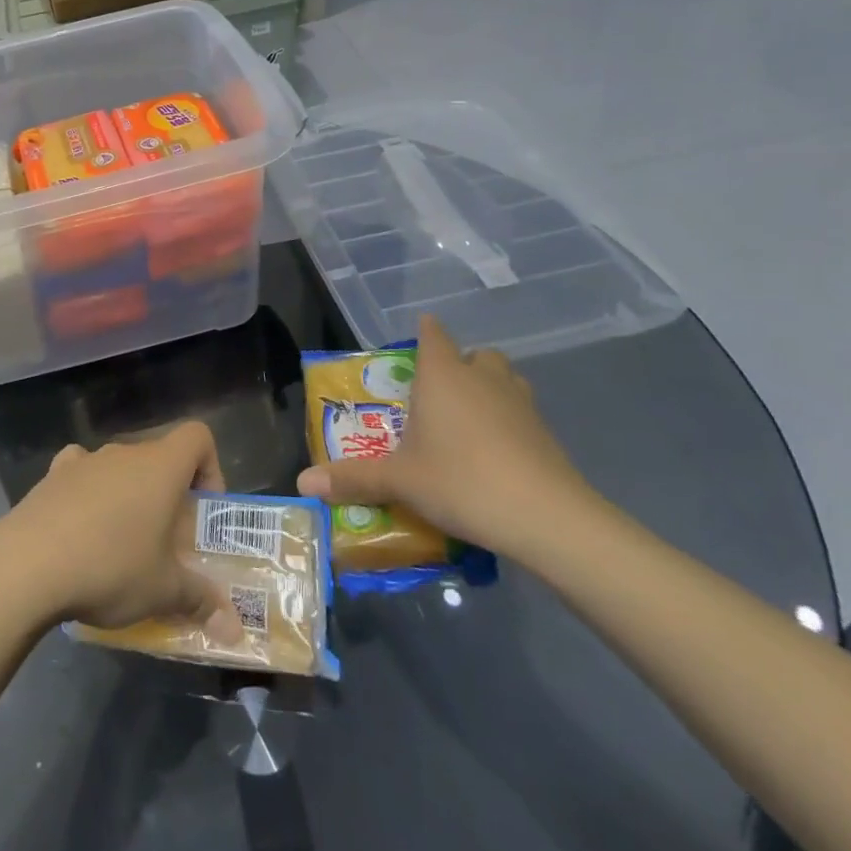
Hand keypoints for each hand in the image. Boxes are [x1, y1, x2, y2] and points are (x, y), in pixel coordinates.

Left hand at [0, 421, 242, 639]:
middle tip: (166, 544)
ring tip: (121, 544)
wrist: (27, 564)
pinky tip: (80, 528)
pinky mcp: (51, 476)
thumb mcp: (163, 591)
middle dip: (167, 496)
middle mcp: (123, 453)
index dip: (210, 467)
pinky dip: (87, 494)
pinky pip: (80, 474)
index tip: (202, 510)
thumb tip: (235, 630)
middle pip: (158, 458)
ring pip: (119, 469)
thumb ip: (201, 602)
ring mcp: (84, 460)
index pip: (198, 436)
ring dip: (127, 496)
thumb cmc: (110, 567)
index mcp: (160, 466)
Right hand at [296, 315, 598, 562]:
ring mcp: (520, 403)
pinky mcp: (545, 433)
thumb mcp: (399, 481)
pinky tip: (494, 454)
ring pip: (503, 380)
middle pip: (474, 354)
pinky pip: (521, 412)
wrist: (548, 518)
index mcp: (442, 375)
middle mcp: (482, 378)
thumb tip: (302, 482)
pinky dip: (507, 422)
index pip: (432, 334)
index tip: (414, 340)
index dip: (424, 332)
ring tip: (466, 422)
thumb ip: (353, 478)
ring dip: (487, 390)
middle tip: (436, 393)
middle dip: (458, 365)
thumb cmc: (461, 480)